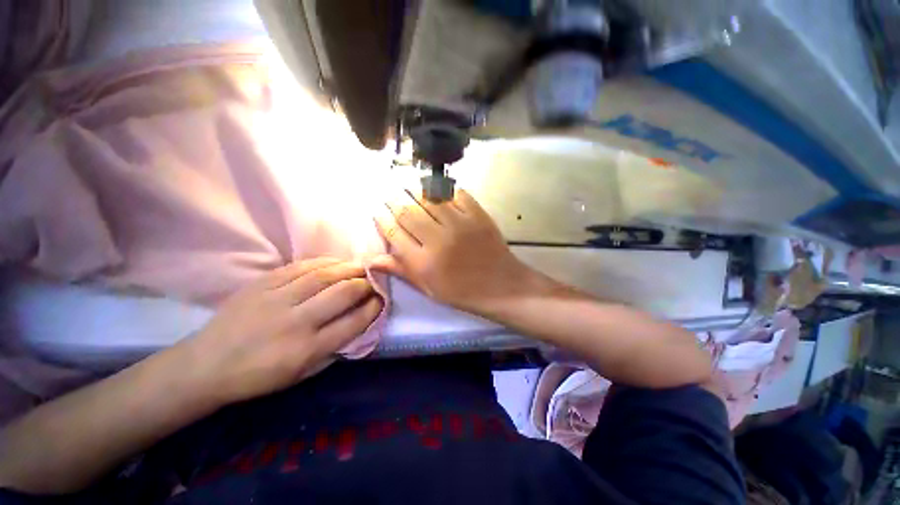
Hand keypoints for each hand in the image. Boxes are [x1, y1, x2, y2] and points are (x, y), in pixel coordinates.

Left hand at [187, 258, 382, 404]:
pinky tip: (336, 261)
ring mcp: (276, 300)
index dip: (373, 307)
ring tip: (361, 267)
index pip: (353, 323)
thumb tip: (357, 323)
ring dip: (348, 269)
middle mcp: (295, 322)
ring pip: (323, 276)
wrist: (205, 365)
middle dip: (365, 284)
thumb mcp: (301, 374)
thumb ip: (333, 348)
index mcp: (306, 350)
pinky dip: (324, 262)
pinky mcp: (262, 284)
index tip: (381, 299)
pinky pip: (300, 267)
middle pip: (342, 294)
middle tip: (373, 280)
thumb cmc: (258, 376)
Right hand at [372, 189, 533, 313]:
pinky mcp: (477, 215)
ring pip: (429, 198)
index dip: (382, 219)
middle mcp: (438, 239)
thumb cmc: (462, 292)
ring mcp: (459, 224)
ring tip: (406, 185)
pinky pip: (455, 194)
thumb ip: (402, 270)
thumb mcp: (429, 288)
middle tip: (389, 193)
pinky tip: (436, 188)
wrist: (501, 286)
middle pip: (407, 211)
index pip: (394, 233)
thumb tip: (371, 259)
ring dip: (414, 189)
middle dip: (393, 199)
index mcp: (423, 262)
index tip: (377, 210)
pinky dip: (443, 189)